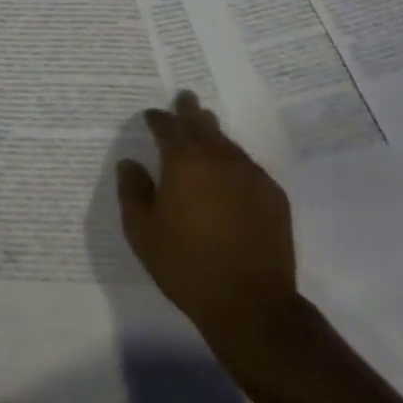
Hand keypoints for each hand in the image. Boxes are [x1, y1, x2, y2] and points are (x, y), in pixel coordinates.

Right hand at [117, 92, 297, 340]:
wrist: (251, 304)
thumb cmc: (187, 265)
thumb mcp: (142, 232)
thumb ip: (132, 191)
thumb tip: (130, 163)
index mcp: (184, 161)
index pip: (168, 126)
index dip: (158, 118)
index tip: (150, 116)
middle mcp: (219, 157)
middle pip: (202, 123)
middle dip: (190, 110)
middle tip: (185, 97)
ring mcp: (250, 174)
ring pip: (227, 143)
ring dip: (213, 134)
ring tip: (205, 129)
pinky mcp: (272, 195)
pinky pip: (247, 166)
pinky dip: (232, 162)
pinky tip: (228, 174)